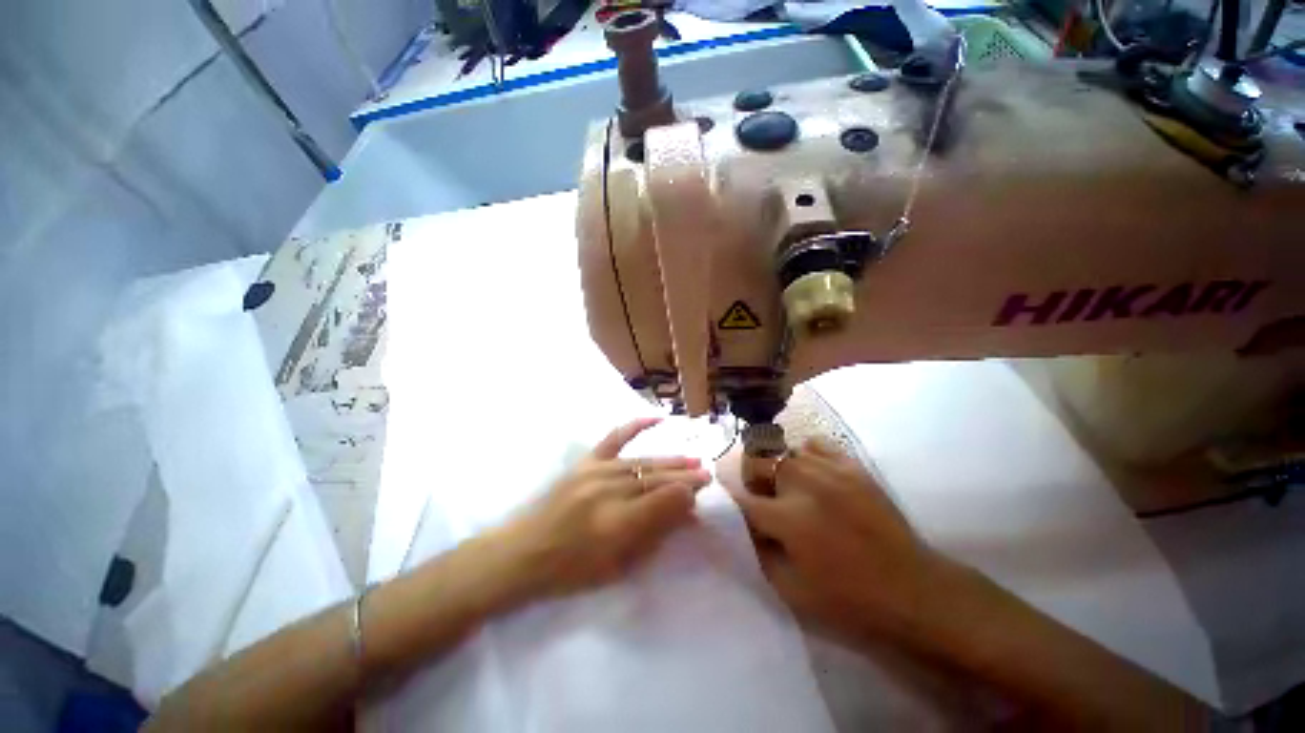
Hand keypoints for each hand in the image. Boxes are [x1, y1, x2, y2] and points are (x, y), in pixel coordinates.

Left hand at [498, 417, 711, 597]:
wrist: (521, 553)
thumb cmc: (570, 571)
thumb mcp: (617, 567)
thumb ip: (654, 536)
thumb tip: (684, 513)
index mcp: (618, 523)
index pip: (665, 500)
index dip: (686, 495)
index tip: (700, 494)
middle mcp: (609, 491)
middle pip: (656, 479)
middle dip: (685, 477)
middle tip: (705, 474)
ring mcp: (596, 472)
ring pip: (642, 462)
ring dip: (670, 461)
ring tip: (692, 460)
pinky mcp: (585, 462)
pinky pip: (614, 438)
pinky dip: (636, 426)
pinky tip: (656, 419)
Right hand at [727, 438, 939, 643]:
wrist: (912, 588)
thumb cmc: (849, 598)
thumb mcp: (793, 591)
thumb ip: (760, 553)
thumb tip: (747, 525)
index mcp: (788, 518)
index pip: (743, 499)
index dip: (734, 503)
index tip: (734, 507)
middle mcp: (803, 484)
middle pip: (758, 462)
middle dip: (752, 479)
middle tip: (764, 498)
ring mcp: (829, 470)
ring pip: (784, 450)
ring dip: (778, 468)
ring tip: (790, 487)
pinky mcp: (851, 465)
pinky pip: (815, 444)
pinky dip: (806, 455)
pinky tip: (813, 473)